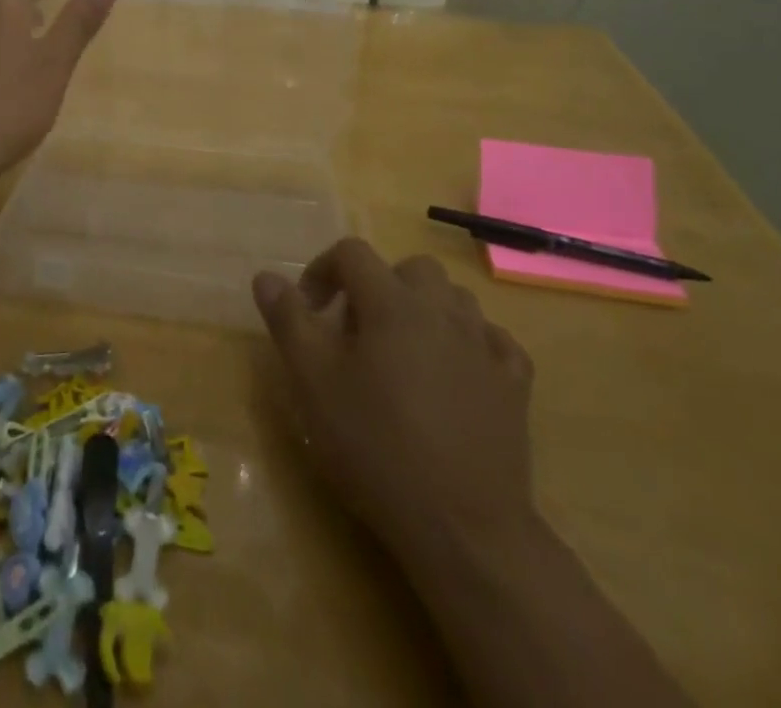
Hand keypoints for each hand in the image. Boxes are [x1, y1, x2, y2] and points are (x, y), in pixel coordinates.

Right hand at [253, 240, 537, 562]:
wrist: (464, 527)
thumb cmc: (376, 446)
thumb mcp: (314, 382)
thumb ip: (288, 320)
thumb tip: (266, 277)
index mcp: (391, 302)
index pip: (352, 253)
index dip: (323, 270)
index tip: (310, 309)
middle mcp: (441, 309)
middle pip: (410, 268)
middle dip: (379, 285)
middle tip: (358, 330)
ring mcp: (484, 345)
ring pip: (454, 298)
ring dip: (425, 309)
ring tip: (404, 350)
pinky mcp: (514, 384)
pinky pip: (493, 340)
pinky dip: (471, 343)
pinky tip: (456, 373)